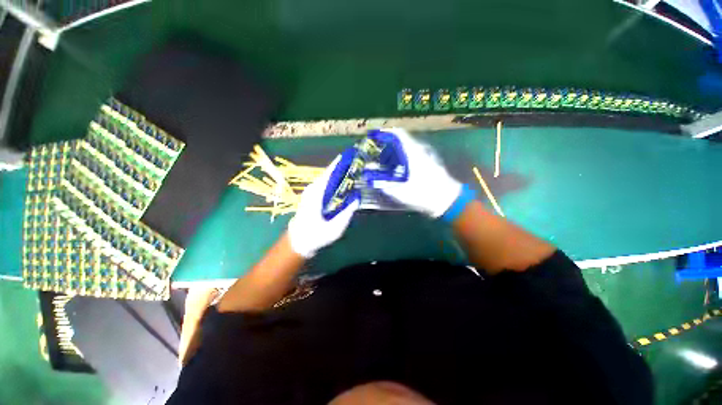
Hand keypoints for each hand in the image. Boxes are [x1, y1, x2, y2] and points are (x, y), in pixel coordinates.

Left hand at [288, 154, 360, 257]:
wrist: (298, 242)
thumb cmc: (315, 236)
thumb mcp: (335, 228)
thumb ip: (346, 213)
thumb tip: (356, 199)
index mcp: (316, 194)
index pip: (329, 173)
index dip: (340, 163)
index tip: (351, 155)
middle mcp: (313, 189)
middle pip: (330, 173)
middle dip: (343, 168)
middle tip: (359, 165)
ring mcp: (311, 192)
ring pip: (328, 179)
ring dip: (341, 175)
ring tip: (355, 172)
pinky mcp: (312, 196)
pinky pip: (326, 185)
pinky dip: (337, 182)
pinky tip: (346, 185)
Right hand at [364, 128, 462, 218]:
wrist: (448, 201)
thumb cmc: (424, 195)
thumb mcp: (401, 192)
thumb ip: (384, 185)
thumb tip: (371, 180)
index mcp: (413, 153)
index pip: (398, 134)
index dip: (385, 133)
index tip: (373, 136)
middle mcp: (420, 151)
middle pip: (401, 141)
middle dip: (387, 147)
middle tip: (376, 156)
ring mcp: (426, 156)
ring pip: (406, 149)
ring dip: (394, 154)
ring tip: (385, 165)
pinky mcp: (429, 163)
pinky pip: (412, 155)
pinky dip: (402, 159)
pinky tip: (397, 171)